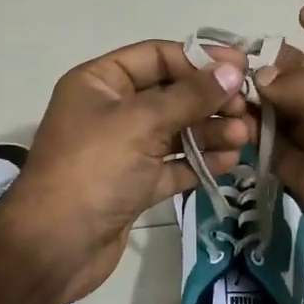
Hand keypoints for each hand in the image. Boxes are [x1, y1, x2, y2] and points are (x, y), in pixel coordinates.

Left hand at [0, 39, 250, 303]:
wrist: (55, 246)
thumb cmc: (94, 169)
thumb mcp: (142, 123)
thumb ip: (191, 96)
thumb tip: (233, 71)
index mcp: (99, 82)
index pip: (157, 56)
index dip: (200, 60)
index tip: (242, 69)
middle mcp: (110, 110)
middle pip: (170, 94)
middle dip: (210, 101)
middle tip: (248, 110)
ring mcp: (122, 150)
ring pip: (175, 131)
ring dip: (211, 132)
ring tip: (246, 137)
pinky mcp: (134, 184)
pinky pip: (173, 165)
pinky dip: (199, 162)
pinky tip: (231, 162)